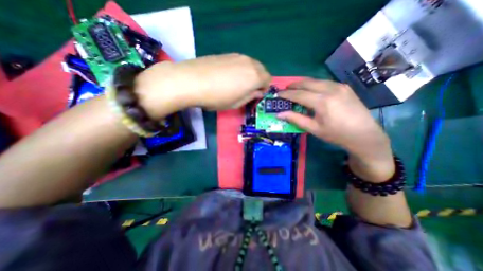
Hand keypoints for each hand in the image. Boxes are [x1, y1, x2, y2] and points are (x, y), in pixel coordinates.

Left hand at [135, 54, 270, 118]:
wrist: (192, 80)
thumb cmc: (217, 97)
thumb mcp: (237, 103)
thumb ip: (250, 96)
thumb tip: (258, 92)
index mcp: (255, 76)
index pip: (268, 79)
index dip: (264, 89)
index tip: (255, 95)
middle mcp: (249, 62)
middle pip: (261, 70)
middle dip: (258, 80)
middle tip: (248, 90)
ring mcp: (237, 56)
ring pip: (251, 65)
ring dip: (249, 74)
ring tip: (237, 84)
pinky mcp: (227, 54)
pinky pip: (240, 62)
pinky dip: (240, 69)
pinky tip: (228, 76)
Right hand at [277, 77, 393, 180]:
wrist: (364, 135)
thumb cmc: (336, 134)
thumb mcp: (313, 129)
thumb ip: (295, 119)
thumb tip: (279, 114)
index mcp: (322, 102)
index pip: (299, 94)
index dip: (286, 94)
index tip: (277, 94)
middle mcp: (331, 89)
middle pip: (306, 83)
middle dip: (293, 85)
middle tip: (284, 90)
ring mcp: (339, 86)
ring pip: (316, 80)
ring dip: (303, 83)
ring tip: (295, 89)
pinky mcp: (344, 87)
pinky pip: (324, 82)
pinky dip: (314, 84)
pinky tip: (311, 90)